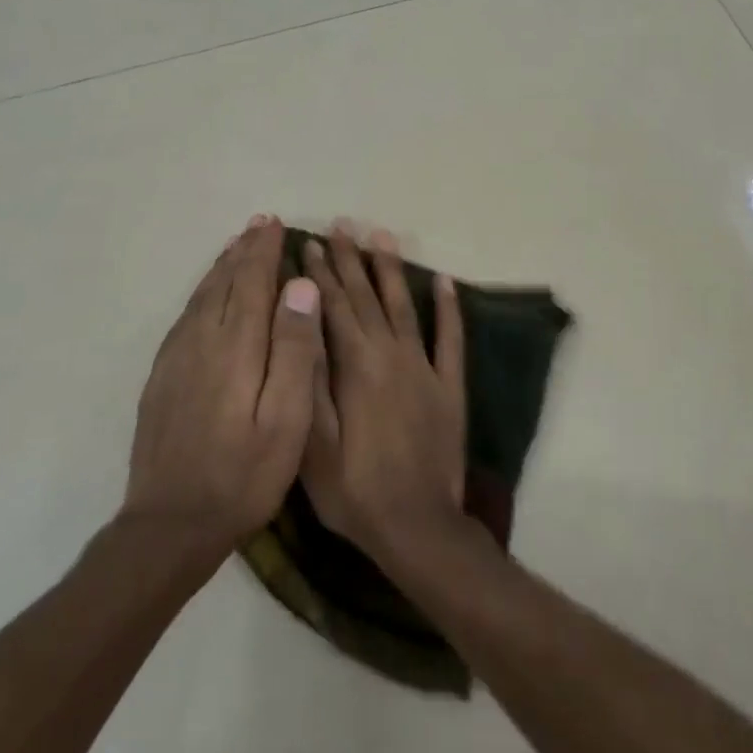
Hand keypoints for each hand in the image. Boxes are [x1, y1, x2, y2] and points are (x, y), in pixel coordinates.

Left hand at [125, 216, 323, 547]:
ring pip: (200, 298)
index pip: (251, 283)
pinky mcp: (161, 378)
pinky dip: (200, 295)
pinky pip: (184, 319)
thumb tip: (300, 287)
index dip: (263, 252)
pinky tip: (206, 297)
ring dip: (220, 268)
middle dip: (242, 252)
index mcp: (236, 348)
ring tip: (235, 247)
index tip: (274, 224)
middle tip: (258, 225)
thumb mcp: (287, 420)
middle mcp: (201, 342)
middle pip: (222, 283)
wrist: (170, 523)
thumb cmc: (244, 475)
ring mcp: (175, 360)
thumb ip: (294, 351)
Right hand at [300, 224, 465, 559]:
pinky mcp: (450, 387)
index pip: (332, 308)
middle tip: (340, 226)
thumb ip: (309, 380)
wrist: (417, 526)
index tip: (308, 243)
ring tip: (382, 236)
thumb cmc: (354, 491)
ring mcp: (425, 369)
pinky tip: (444, 282)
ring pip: (405, 307)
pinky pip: (451, 339)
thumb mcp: (314, 443)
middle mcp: (391, 356)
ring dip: (391, 270)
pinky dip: (449, 309)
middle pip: (366, 298)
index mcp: (355, 367)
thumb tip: (302, 324)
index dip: (318, 275)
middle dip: (350, 261)